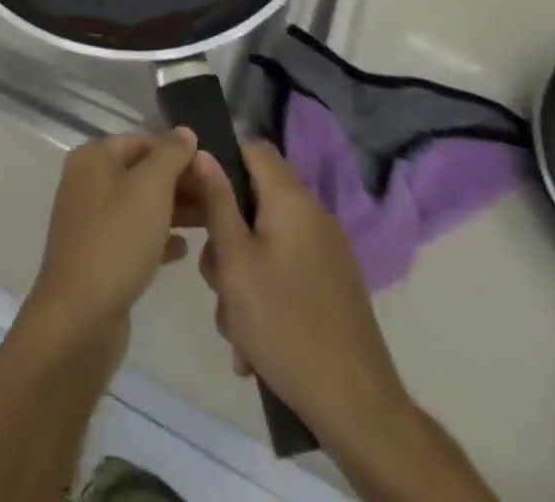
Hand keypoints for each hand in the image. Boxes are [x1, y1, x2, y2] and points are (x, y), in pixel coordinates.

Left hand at [21, 130, 201, 354]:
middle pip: (141, 173)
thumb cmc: (117, 240)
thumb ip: (171, 155)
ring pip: (140, 206)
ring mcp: (91, 220)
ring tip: (210, 222)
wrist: (79, 316)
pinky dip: (158, 238)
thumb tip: (184, 132)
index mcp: (93, 157)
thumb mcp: (151, 188)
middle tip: (217, 198)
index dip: (178, 153)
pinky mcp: (97, 255)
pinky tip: (184, 250)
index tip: (212, 170)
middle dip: (179, 184)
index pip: (142, 142)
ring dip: (174, 211)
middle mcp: (87, 182)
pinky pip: (133, 236)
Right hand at [193, 141, 412, 439]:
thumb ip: (217, 202)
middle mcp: (313, 215)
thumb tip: (204, 153)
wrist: (356, 405)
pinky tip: (255, 344)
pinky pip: (286, 272)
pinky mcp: (333, 285)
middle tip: (216, 278)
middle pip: (255, 202)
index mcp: (291, 199)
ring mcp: (327, 252)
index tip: (198, 197)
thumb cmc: (284, 323)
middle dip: (226, 237)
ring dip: (242, 276)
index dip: (222, 163)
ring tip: (235, 326)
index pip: (253, 148)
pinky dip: (266, 296)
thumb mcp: (234, 261)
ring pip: (266, 243)